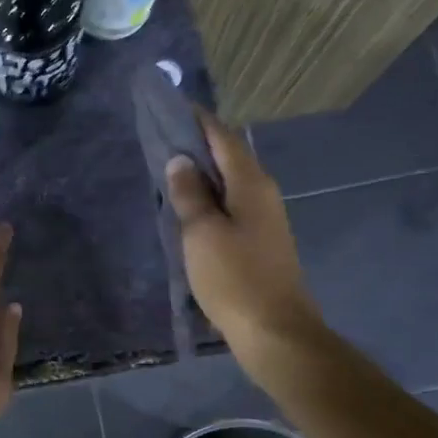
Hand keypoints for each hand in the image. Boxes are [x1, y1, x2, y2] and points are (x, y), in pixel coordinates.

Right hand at [164, 108, 323, 360]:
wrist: (275, 331)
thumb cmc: (235, 278)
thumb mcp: (201, 233)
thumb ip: (189, 194)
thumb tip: (180, 160)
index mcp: (251, 183)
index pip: (223, 137)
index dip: (198, 120)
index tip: (171, 107)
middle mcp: (263, 193)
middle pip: (229, 157)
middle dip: (198, 144)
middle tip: (162, 137)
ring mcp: (265, 218)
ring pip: (230, 183)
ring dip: (203, 173)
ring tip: (169, 169)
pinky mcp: (261, 241)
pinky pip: (232, 206)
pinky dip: (210, 198)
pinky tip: (190, 208)